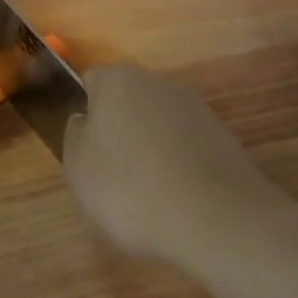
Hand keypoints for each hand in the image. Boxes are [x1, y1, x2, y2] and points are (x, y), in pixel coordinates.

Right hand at [62, 64, 277, 265]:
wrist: (215, 218)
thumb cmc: (131, 188)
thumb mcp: (78, 168)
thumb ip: (74, 136)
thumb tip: (84, 122)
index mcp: (117, 79)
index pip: (90, 84)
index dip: (84, 118)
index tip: (85, 154)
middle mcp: (156, 81)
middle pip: (127, 104)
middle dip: (119, 134)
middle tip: (112, 180)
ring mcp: (194, 107)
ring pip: (158, 126)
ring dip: (150, 152)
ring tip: (148, 198)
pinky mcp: (222, 136)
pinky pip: (186, 148)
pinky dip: (178, 168)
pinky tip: (178, 201)